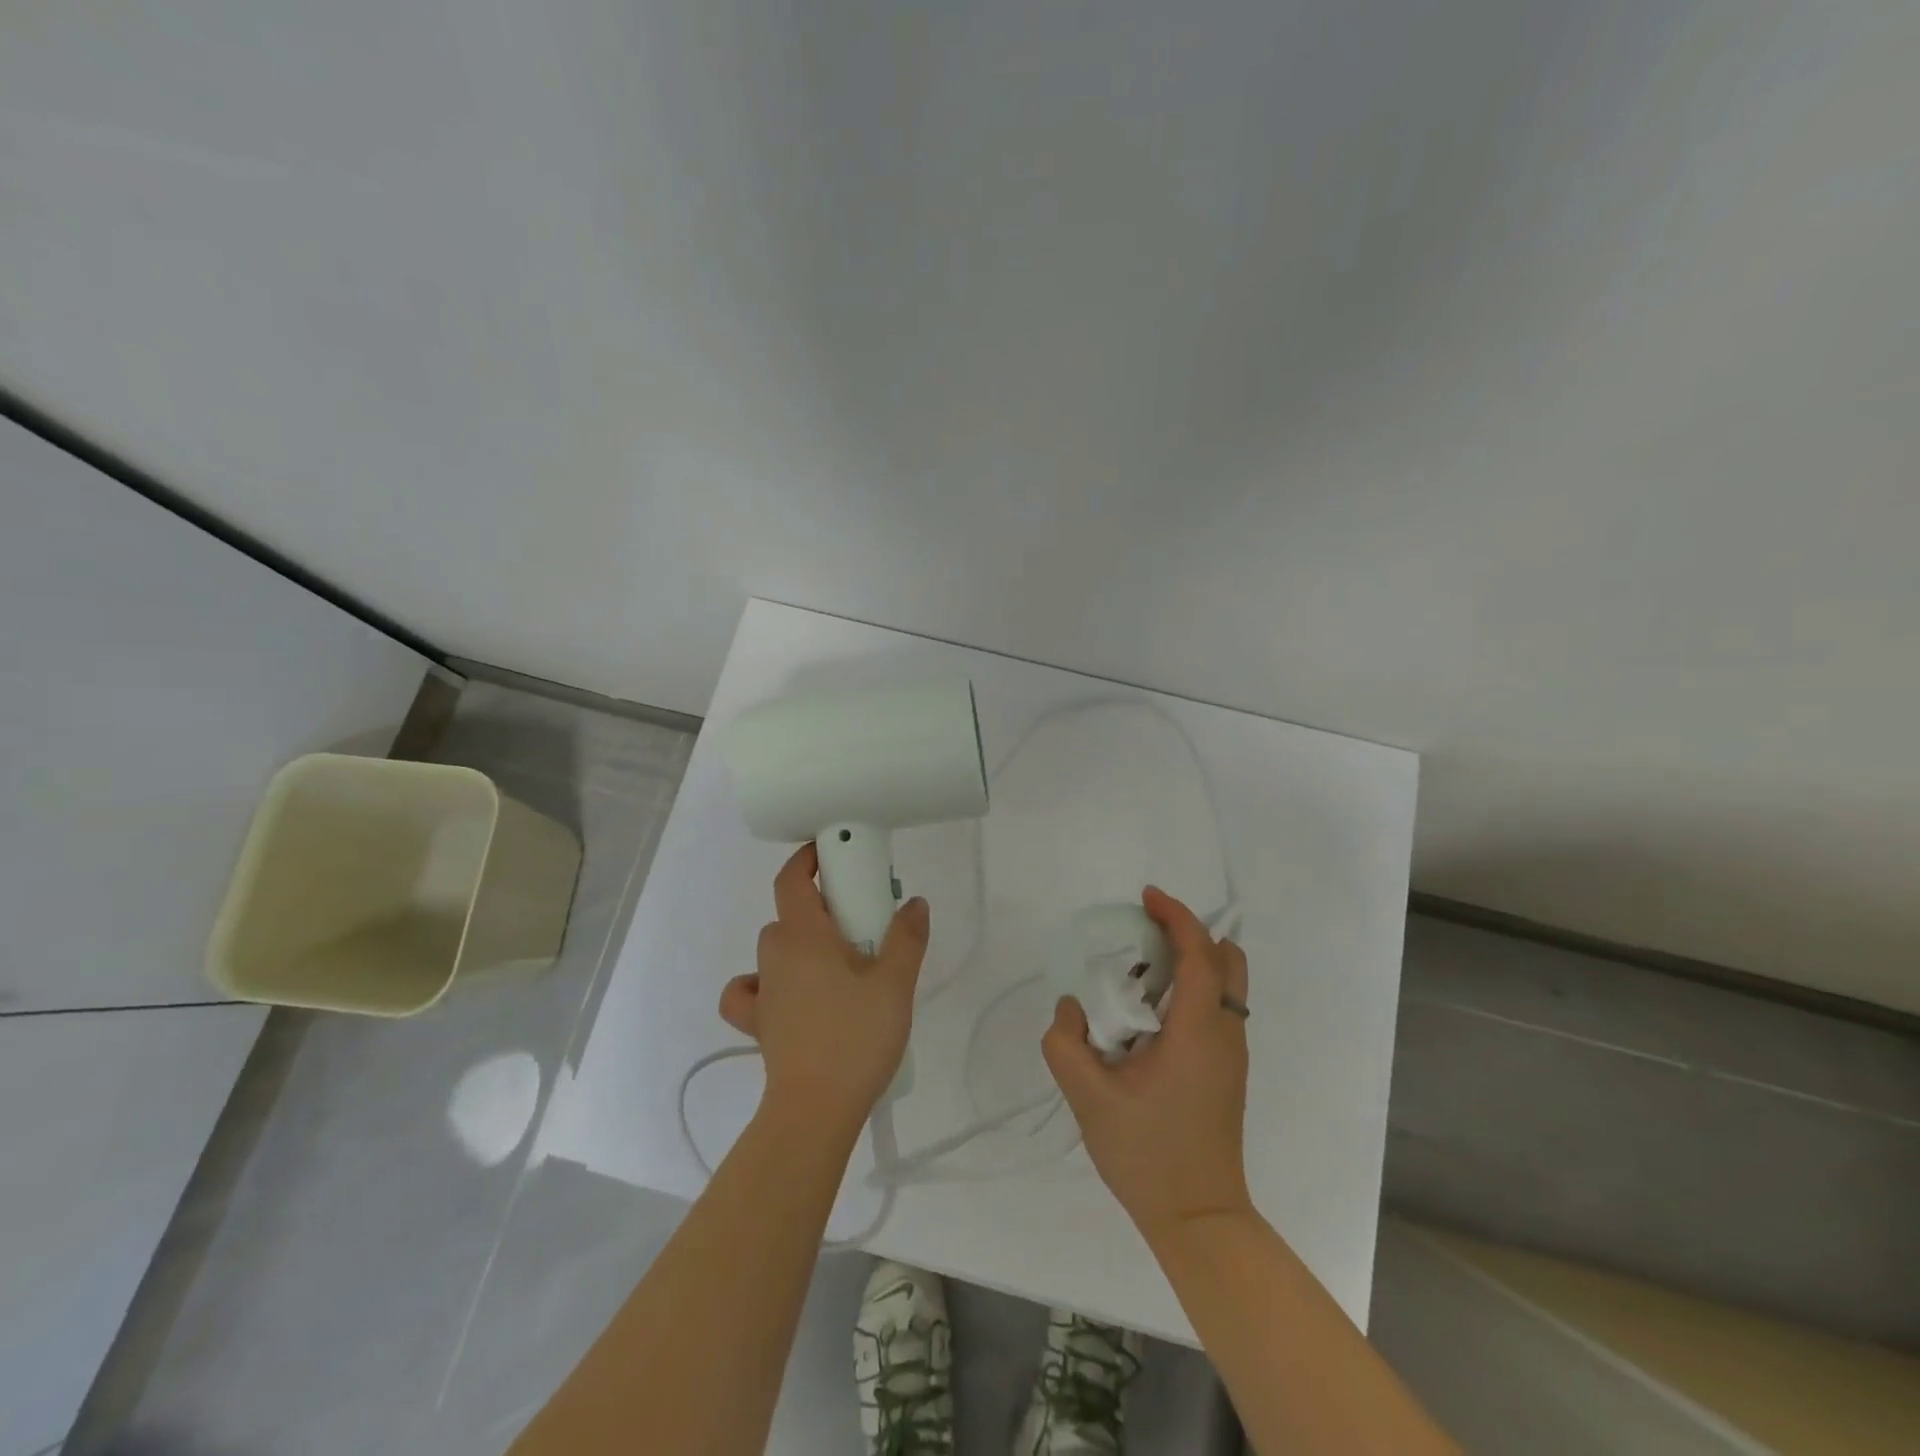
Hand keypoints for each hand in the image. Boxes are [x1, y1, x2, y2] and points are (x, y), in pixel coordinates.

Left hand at [718, 843, 929, 1130]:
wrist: (815, 1110)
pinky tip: (784, 994)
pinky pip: (748, 991)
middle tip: (863, 924)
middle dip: (822, 908)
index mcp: (805, 936)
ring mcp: (763, 991)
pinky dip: (761, 984)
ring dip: (801, 943)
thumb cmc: (856, 1038)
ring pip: (775, 947)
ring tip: (838, 964)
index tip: (834, 853)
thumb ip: (907, 938)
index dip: (807, 859)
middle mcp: (776, 955)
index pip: (791, 880)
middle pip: (791, 913)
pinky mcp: (758, 1024)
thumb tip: (915, 902)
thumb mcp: (896, 984)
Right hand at [1043, 885, 1254, 1246]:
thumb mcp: (1088, 1097)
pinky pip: (1217, 1008)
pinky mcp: (1228, 1071)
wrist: (1198, 1219)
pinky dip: (1191, 989)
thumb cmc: (1146, 1154)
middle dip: (1189, 934)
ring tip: (1141, 972)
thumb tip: (1071, 1007)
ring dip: (1191, 962)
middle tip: (1146, 934)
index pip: (1199, 953)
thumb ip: (1065, 1042)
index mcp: (1197, 1030)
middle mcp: (1224, 1033)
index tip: (1146, 898)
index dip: (1176, 917)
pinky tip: (1151, 1013)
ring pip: (1226, 984)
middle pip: (1227, 960)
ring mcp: (1232, 1054)